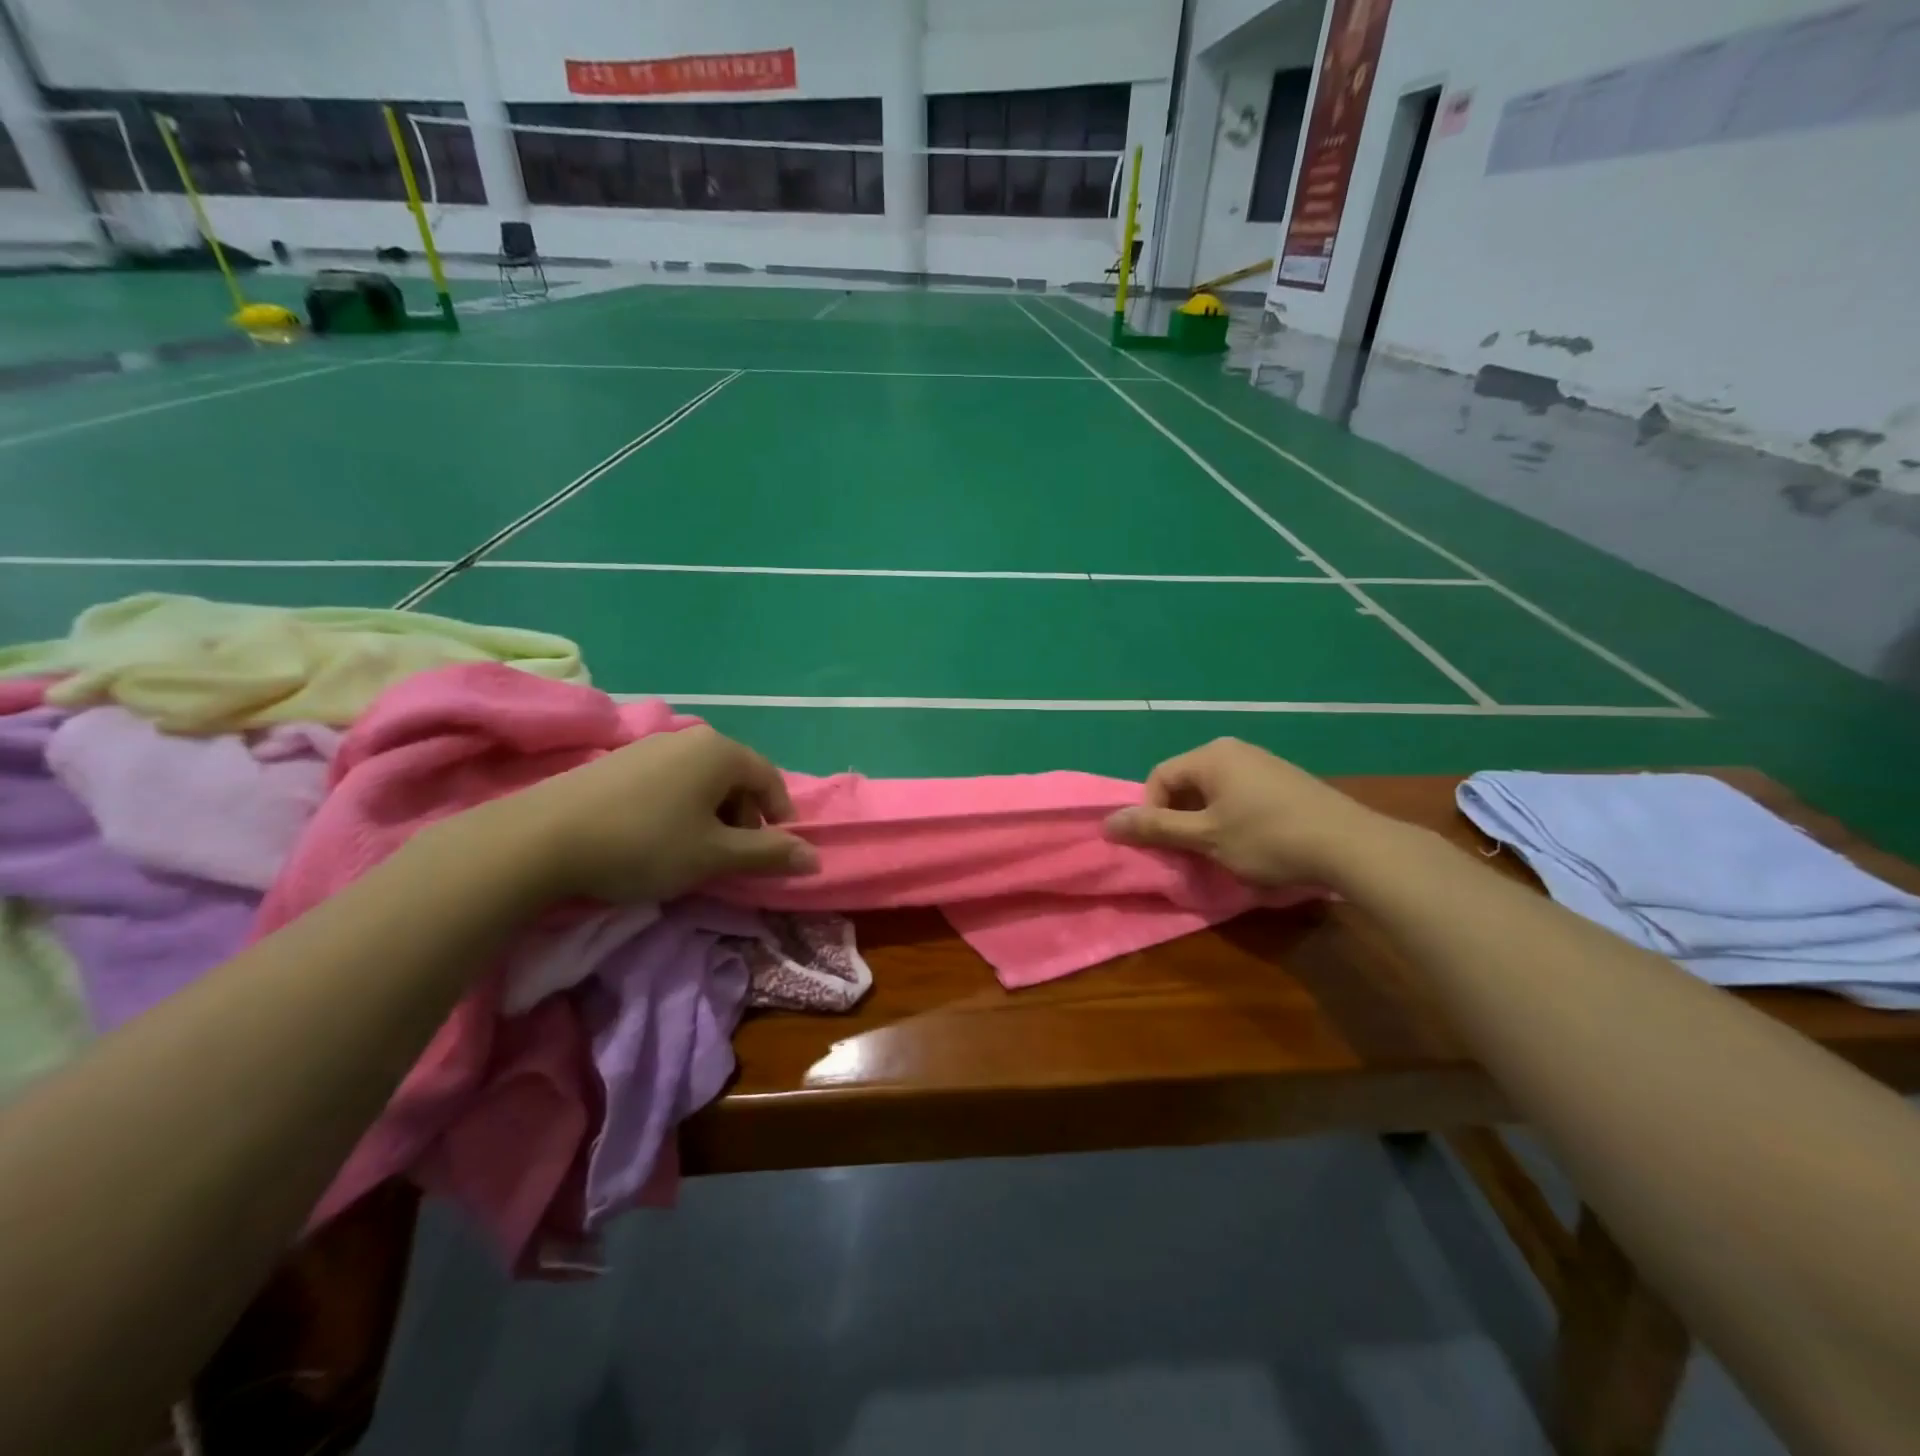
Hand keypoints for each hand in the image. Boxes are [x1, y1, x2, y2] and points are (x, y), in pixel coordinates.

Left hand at [458, 725, 818, 904]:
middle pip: (736, 778)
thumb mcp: (714, 856)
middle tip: (730, 858)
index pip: (770, 780)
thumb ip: (768, 855)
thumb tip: (815, 858)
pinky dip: (679, 809)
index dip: (780, 818)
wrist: (540, 839)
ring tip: (692, 852)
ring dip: (711, 816)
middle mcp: (690, 738)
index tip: (775, 854)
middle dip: (743, 819)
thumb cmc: (645, 844)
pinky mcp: (619, 761)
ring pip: (701, 780)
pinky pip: (670, 781)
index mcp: (721, 752)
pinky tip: (655, 838)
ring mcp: (650, 745)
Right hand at [1103, 738, 1392, 885]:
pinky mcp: (1284, 779)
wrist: (1351, 845)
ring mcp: (1262, 762)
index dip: (1152, 814)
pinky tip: (1251, 842)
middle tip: (1191, 851)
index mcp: (1210, 755)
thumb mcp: (1205, 838)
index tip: (1168, 847)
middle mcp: (1233, 748)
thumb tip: (1107, 823)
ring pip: (1213, 791)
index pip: (1158, 778)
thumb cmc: (1268, 838)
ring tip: (1220, 851)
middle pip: (1185, 782)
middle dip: (1180, 818)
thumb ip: (1156, 828)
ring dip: (1205, 821)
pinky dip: (1231, 817)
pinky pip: (1239, 793)